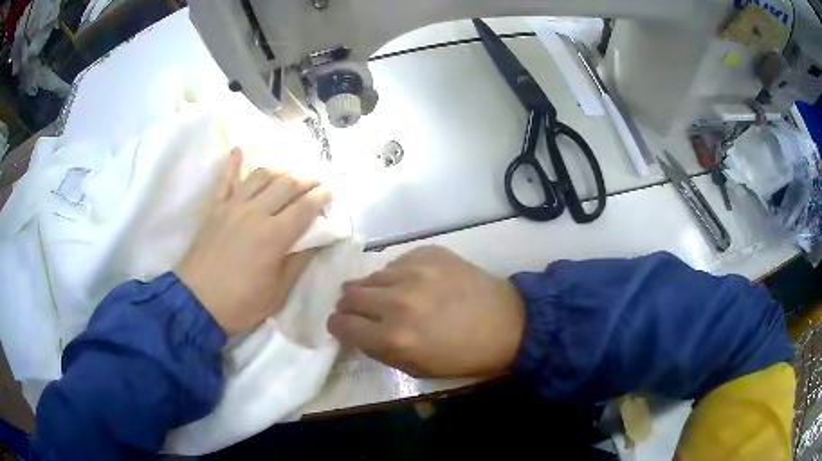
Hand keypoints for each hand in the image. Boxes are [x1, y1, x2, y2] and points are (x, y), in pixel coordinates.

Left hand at [177, 147, 330, 334]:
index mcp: (275, 236)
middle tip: (316, 179)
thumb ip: (299, 262)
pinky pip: (224, 180)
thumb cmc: (240, 303)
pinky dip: (232, 163)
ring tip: (289, 170)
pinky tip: (238, 149)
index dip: (321, 196)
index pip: (305, 207)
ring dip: (279, 169)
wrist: (196, 303)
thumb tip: (318, 241)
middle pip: (286, 186)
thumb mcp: (278, 292)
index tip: (330, 190)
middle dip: (306, 179)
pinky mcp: (215, 209)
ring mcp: (233, 207)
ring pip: (260, 177)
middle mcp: (256, 213)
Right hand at [328, 246, 524, 376]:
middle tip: (363, 312)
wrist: (507, 322)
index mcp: (394, 338)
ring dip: (373, 290)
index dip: (338, 327)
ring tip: (390, 298)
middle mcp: (397, 301)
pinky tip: (416, 284)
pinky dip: (398, 275)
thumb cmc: (463, 355)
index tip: (344, 326)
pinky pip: (396, 262)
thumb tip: (355, 331)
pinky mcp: (429, 253)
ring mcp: (414, 272)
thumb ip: (379, 350)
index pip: (341, 325)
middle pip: (348, 295)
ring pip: (370, 276)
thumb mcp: (417, 368)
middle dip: (349, 307)